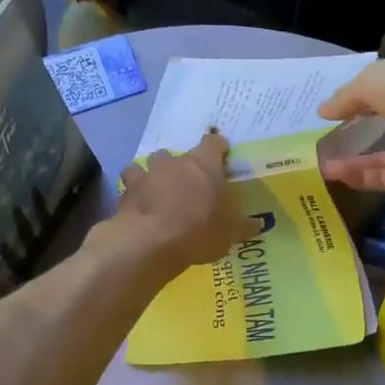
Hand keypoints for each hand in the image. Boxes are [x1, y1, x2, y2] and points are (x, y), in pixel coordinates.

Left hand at [106, 131, 258, 273]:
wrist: (151, 241)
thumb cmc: (199, 230)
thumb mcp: (229, 233)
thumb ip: (243, 226)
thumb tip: (258, 224)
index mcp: (204, 165)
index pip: (213, 143)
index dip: (217, 148)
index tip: (222, 155)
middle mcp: (174, 162)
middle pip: (177, 155)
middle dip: (181, 167)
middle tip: (188, 185)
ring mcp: (146, 174)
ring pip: (148, 166)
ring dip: (153, 176)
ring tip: (158, 193)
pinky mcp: (126, 192)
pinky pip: (129, 186)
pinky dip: (134, 193)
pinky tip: (138, 206)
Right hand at [316, 51, 384, 190]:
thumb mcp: (372, 80)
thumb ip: (347, 97)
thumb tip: (323, 111)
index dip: (359, 97)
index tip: (332, 108)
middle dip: (356, 131)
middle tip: (323, 139)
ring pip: (382, 156)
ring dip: (351, 159)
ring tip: (319, 161)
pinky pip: (383, 176)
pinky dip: (359, 176)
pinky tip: (332, 175)